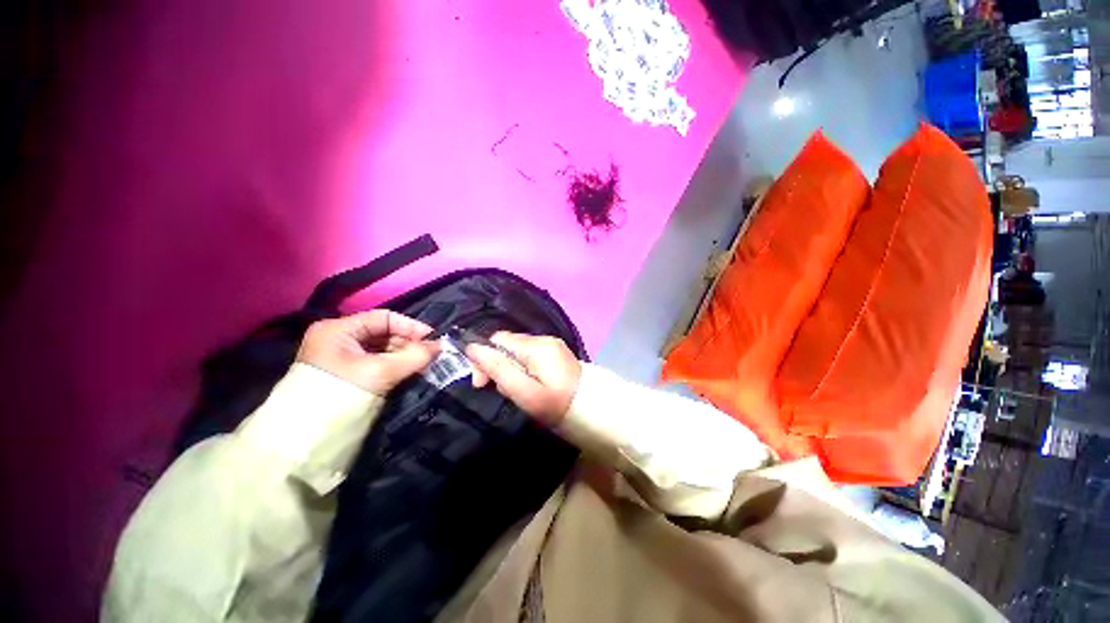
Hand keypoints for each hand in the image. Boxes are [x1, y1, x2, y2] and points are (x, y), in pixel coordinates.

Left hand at [296, 310, 438, 396]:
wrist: (307, 438)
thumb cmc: (341, 394)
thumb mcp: (381, 372)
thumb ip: (414, 356)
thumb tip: (442, 346)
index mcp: (338, 329)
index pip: (384, 318)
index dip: (411, 326)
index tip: (434, 339)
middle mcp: (339, 338)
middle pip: (384, 333)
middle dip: (410, 343)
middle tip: (431, 354)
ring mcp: (342, 356)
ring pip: (383, 348)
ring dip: (405, 355)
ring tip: (424, 364)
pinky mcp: (348, 373)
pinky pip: (378, 362)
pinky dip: (396, 365)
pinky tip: (411, 371)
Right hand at [466, 332, 581, 426]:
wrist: (593, 411)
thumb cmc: (557, 405)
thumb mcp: (525, 392)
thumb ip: (499, 370)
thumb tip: (472, 348)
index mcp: (536, 346)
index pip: (497, 339)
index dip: (484, 358)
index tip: (481, 383)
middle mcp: (544, 339)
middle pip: (507, 345)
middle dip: (498, 366)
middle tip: (504, 391)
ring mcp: (552, 345)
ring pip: (517, 351)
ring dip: (510, 369)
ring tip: (520, 391)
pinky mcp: (556, 353)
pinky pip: (530, 356)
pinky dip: (523, 369)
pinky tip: (530, 385)